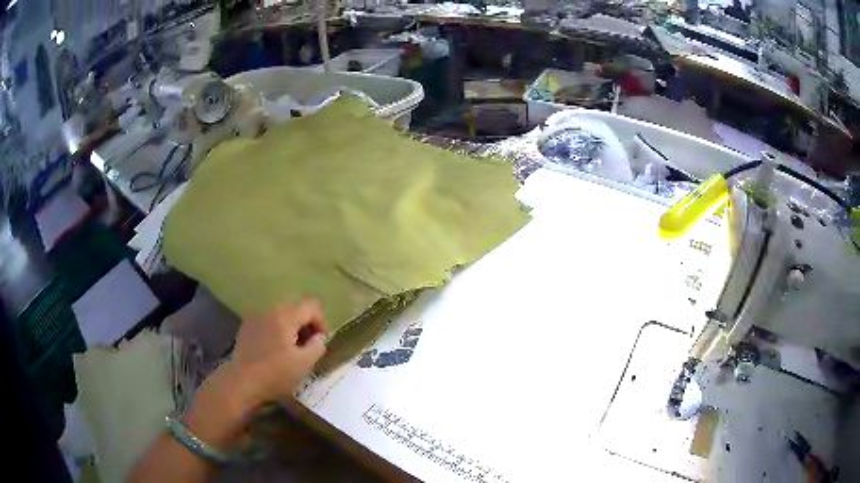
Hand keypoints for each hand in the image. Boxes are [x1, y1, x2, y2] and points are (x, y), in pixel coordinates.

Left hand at [227, 298, 328, 408]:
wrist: (240, 382)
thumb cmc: (275, 374)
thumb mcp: (304, 364)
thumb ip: (317, 346)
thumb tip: (319, 337)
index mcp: (285, 315)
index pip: (312, 305)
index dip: (322, 322)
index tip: (321, 342)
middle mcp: (270, 309)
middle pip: (296, 307)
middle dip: (306, 324)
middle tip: (308, 347)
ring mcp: (256, 317)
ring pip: (282, 314)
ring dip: (292, 328)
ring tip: (292, 350)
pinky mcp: (247, 327)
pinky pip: (268, 321)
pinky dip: (277, 331)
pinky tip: (275, 351)